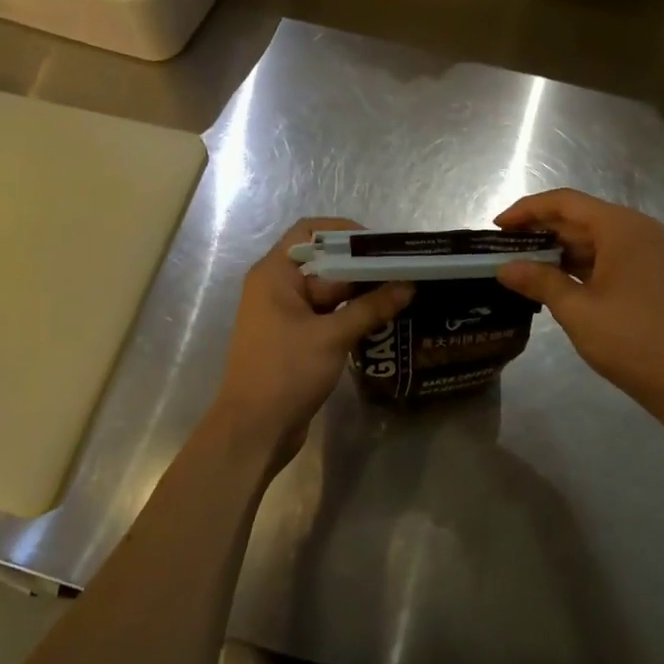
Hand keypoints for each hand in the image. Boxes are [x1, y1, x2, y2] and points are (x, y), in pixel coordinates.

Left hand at [206, 219, 412, 472]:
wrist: (254, 431)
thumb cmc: (286, 372)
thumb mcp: (333, 336)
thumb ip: (371, 308)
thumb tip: (408, 285)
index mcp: (274, 274)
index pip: (309, 232)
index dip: (344, 232)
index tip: (380, 245)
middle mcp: (276, 287)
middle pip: (323, 261)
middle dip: (360, 266)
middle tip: (401, 270)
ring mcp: (284, 314)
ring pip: (327, 291)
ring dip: (358, 292)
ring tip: (400, 292)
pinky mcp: (294, 338)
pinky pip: (325, 315)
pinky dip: (349, 314)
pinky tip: (381, 319)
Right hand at [494, 189, 663, 410]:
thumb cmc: (630, 338)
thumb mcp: (576, 309)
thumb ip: (539, 281)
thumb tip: (503, 268)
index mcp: (621, 227)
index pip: (565, 202)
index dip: (527, 210)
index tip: (497, 226)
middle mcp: (635, 229)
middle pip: (579, 217)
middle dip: (540, 229)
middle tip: (502, 247)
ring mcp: (645, 251)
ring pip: (591, 237)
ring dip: (556, 248)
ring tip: (519, 263)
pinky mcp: (646, 273)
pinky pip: (604, 255)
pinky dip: (576, 263)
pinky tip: (550, 279)